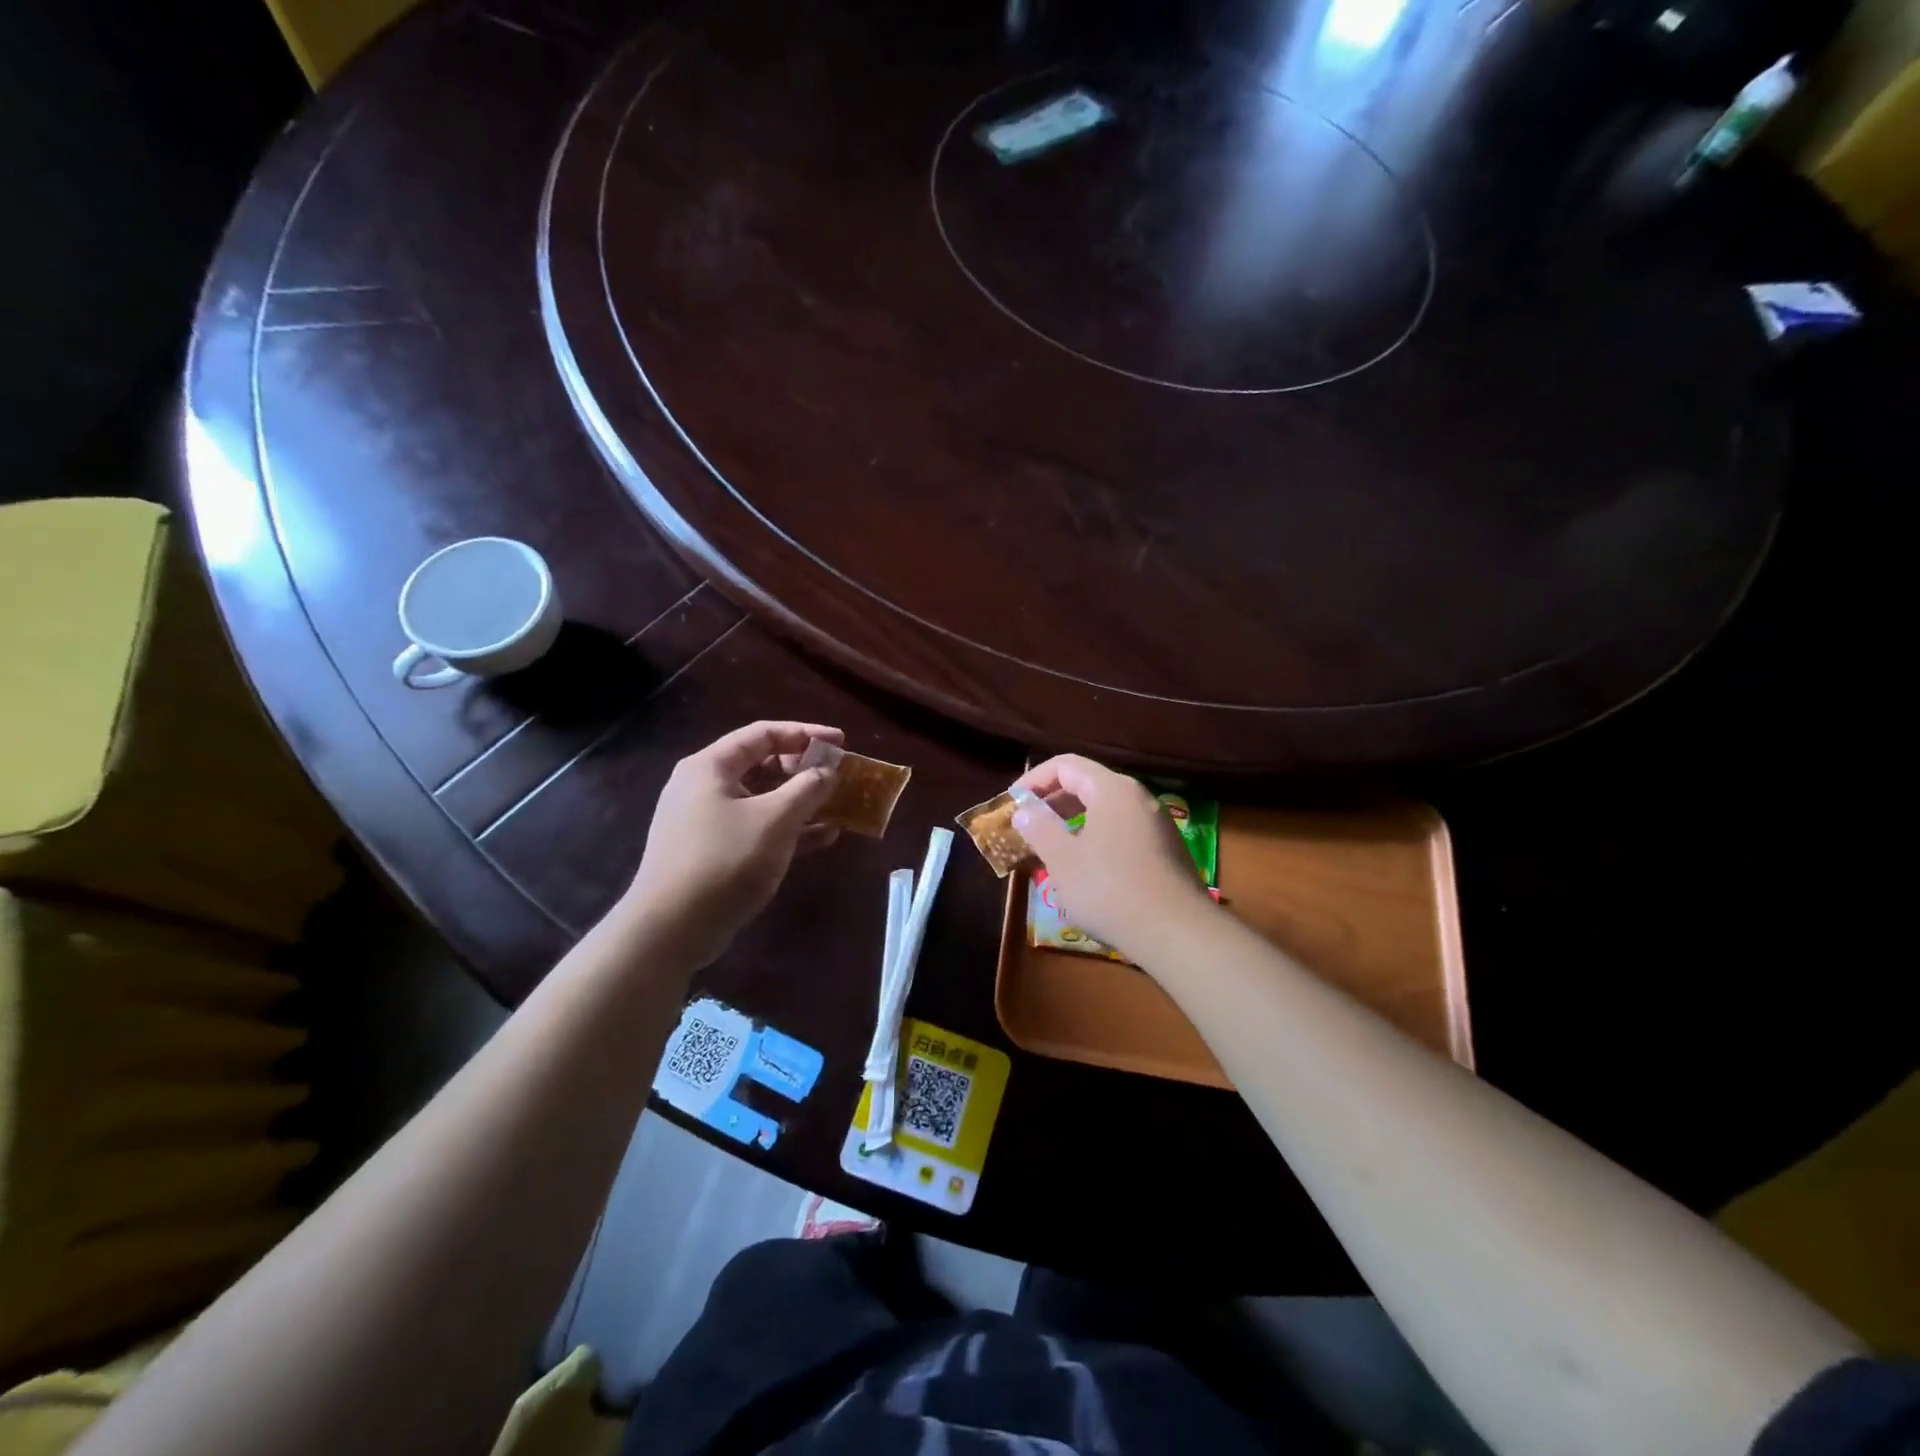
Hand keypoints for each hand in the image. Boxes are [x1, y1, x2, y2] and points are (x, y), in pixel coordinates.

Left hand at [621, 721, 843, 968]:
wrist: (672, 929)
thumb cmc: (725, 861)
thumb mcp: (775, 820)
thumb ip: (807, 789)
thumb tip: (827, 771)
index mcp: (712, 767)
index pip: (763, 734)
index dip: (806, 733)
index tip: (842, 741)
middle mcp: (706, 787)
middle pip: (763, 764)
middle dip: (805, 770)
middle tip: (839, 777)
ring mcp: (708, 821)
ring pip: (763, 799)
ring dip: (802, 802)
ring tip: (839, 806)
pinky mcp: (714, 852)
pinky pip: (758, 828)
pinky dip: (789, 829)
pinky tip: (824, 837)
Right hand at [1012, 754, 1213, 957]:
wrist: (1177, 933)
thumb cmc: (1110, 889)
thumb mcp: (1062, 859)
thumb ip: (1040, 828)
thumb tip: (1024, 811)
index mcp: (1113, 789)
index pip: (1066, 765)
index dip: (1034, 780)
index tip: (1012, 803)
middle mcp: (1139, 798)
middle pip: (1088, 785)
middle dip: (1052, 803)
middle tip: (1027, 827)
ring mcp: (1157, 825)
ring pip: (1106, 811)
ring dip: (1073, 824)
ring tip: (1050, 849)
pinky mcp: (1167, 852)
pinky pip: (1122, 832)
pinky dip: (1096, 839)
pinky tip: (1085, 870)